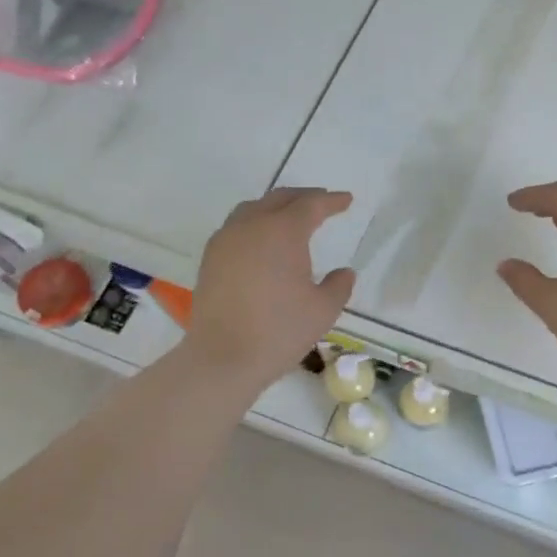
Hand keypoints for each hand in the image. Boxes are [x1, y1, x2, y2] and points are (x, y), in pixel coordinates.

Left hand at [186, 188, 356, 390]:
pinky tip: (262, 242)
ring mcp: (225, 241)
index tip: (346, 200)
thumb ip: (338, 286)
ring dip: (275, 207)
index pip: (311, 205)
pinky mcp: (210, 259)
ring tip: (291, 217)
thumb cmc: (280, 331)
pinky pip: (236, 228)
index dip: (331, 201)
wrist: (223, 358)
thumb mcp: (323, 310)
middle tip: (322, 202)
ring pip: (252, 209)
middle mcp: (251, 226)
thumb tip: (344, 272)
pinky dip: (255, 224)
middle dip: (304, 198)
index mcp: (282, 232)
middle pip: (279, 199)